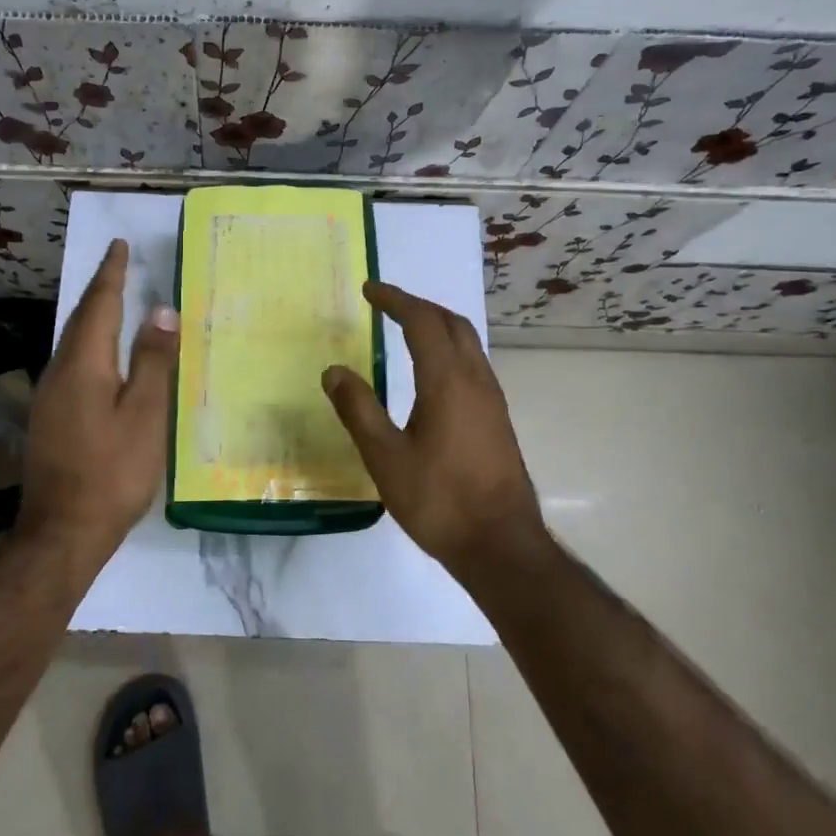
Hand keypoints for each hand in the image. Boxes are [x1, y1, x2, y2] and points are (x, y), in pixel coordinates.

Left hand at [21, 239, 178, 553]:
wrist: (62, 531)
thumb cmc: (112, 471)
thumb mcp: (145, 415)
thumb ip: (153, 361)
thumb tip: (161, 310)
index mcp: (84, 364)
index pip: (99, 305)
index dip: (111, 274)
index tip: (118, 245)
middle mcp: (59, 370)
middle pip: (80, 319)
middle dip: (100, 289)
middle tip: (118, 266)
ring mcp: (49, 395)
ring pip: (72, 341)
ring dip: (93, 316)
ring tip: (114, 302)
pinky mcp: (49, 416)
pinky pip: (71, 362)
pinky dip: (90, 343)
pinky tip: (103, 356)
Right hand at [322, 282, 548, 578]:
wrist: (502, 546)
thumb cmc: (439, 501)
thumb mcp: (385, 458)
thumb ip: (358, 410)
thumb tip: (334, 371)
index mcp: (447, 381)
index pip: (422, 321)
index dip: (395, 300)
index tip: (370, 290)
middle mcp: (475, 380)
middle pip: (451, 323)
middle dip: (418, 306)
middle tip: (386, 304)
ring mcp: (492, 399)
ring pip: (467, 342)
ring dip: (437, 325)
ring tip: (405, 328)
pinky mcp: (497, 419)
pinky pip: (473, 363)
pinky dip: (449, 348)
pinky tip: (432, 373)